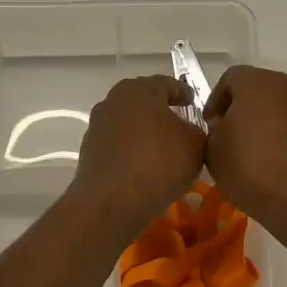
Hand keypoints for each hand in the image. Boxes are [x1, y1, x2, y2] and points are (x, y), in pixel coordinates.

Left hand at [70, 75, 206, 234]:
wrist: (111, 202)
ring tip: (166, 153)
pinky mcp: (89, 155)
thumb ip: (197, 131)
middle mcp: (113, 102)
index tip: (194, 103)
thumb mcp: (196, 144)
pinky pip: (120, 149)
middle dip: (162, 114)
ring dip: (146, 135)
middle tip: (182, 127)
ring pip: (129, 126)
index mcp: (139, 89)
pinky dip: (133, 154)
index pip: (167, 84)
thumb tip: (189, 132)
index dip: (184, 93)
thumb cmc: (159, 162)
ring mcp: (97, 128)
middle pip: (144, 103)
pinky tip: (147, 171)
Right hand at [203, 65, 286, 234]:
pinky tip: (284, 164)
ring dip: (270, 123)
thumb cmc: (254, 170)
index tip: (210, 128)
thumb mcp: (214, 152)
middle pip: (260, 89)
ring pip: (285, 107)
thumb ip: (214, 131)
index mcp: (258, 82)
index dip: (215, 102)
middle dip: (245, 110)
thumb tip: (225, 126)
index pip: (230, 78)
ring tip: (260, 154)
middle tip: (233, 140)